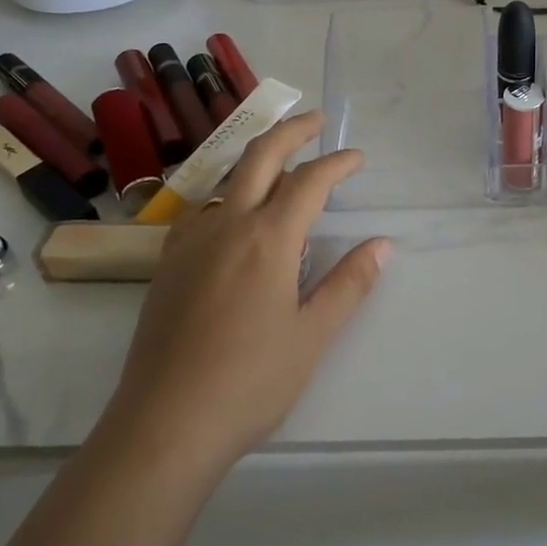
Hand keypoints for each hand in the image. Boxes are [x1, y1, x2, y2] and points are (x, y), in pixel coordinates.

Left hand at [105, 112, 387, 473]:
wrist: (164, 424)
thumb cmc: (250, 381)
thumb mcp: (312, 335)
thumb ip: (349, 283)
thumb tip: (382, 245)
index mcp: (268, 239)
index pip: (310, 182)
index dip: (338, 163)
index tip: (357, 158)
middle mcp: (228, 224)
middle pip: (260, 156)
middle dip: (292, 130)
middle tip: (316, 120)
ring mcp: (191, 241)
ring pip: (227, 177)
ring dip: (257, 157)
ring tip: (279, 159)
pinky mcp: (167, 263)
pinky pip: (201, 207)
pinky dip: (226, 191)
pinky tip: (232, 210)